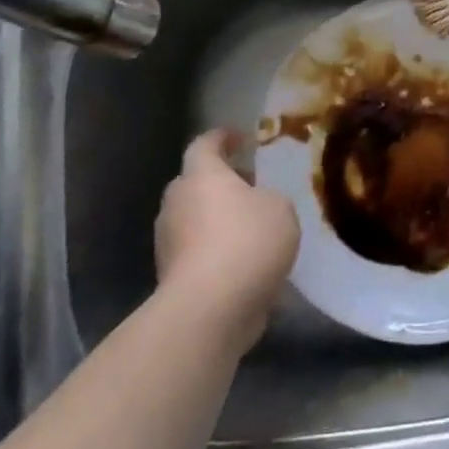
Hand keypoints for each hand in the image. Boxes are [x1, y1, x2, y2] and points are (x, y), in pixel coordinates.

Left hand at [155, 129, 298, 351]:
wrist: (209, 309)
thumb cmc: (247, 242)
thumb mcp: (279, 207)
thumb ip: (268, 197)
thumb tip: (256, 204)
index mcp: (201, 175)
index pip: (205, 144)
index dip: (222, 138)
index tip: (240, 138)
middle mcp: (177, 202)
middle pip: (195, 183)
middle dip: (220, 183)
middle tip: (249, 187)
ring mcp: (168, 241)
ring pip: (193, 219)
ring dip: (216, 220)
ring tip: (250, 229)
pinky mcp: (170, 277)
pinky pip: (195, 252)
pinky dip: (214, 251)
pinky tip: (242, 263)